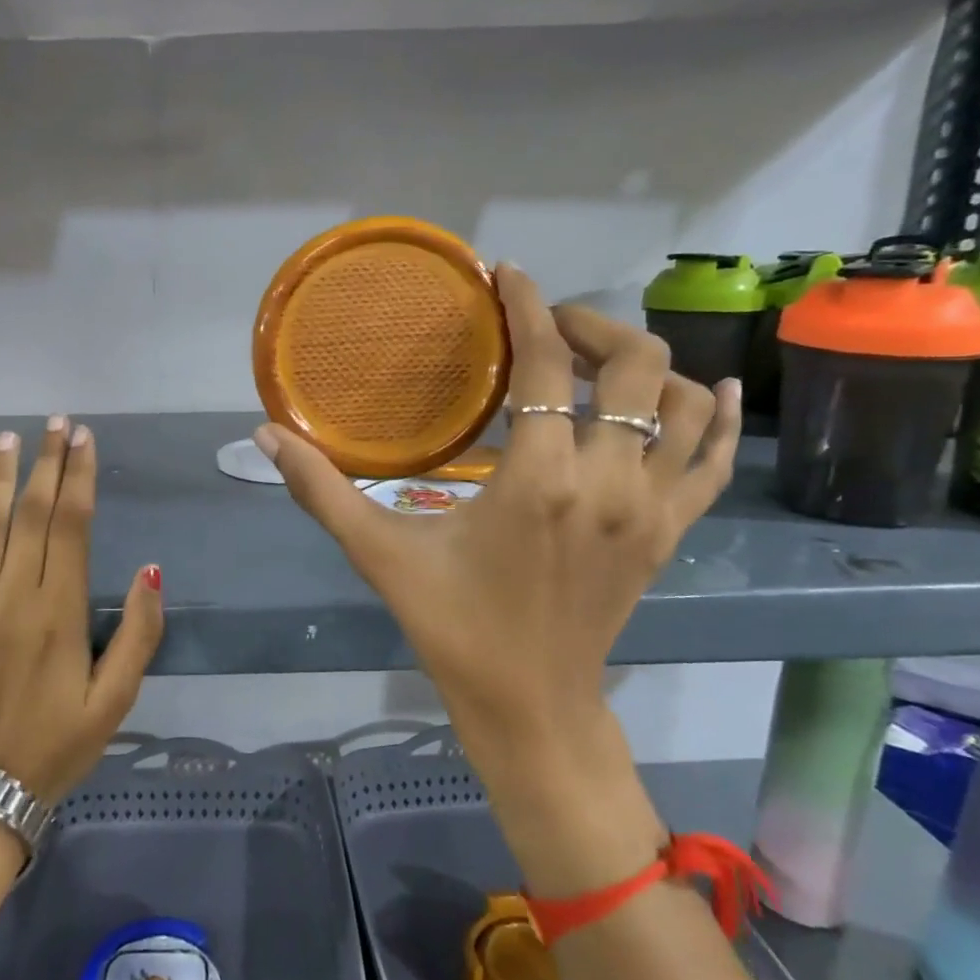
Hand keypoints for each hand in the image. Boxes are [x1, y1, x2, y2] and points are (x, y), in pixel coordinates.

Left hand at [0, 418, 163, 806]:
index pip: (71, 526)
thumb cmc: (60, 743)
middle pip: (30, 515)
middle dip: (46, 463)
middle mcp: (11, 598)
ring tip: (9, 438)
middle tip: (56, 422)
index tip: (83, 439)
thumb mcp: (117, 698)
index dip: (78, 477)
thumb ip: (137, 632)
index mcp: (58, 612)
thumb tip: (150, 570)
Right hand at [256, 267, 739, 889]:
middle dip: (590, 325)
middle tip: (545, 325)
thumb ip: (322, 491)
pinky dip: (715, 418)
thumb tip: (264, 436)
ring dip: (645, 363)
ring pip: (681, 403)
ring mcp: (652, 508)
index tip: (509, 274)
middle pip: (633, 364)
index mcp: (539, 481)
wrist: (531, 705)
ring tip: (596, 356)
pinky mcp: (670, 532)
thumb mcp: (380, 555)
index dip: (529, 306)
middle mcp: (609, 482)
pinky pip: (712, 460)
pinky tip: (709, 390)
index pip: (547, 364)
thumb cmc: (453, 628)